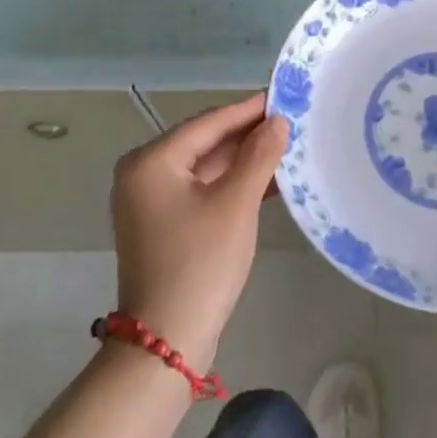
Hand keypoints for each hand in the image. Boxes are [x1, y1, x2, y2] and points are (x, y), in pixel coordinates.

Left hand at [110, 94, 288, 371]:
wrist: (166, 341)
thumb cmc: (201, 262)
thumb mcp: (236, 203)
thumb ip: (259, 155)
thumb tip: (278, 121)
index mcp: (152, 161)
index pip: (209, 122)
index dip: (249, 109)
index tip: (285, 96)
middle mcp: (144, 174)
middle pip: (205, 142)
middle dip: (249, 134)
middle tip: (292, 121)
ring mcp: (151, 201)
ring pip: (206, 167)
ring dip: (244, 160)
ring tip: (288, 147)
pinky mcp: (164, 224)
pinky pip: (202, 190)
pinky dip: (232, 184)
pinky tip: (269, 180)